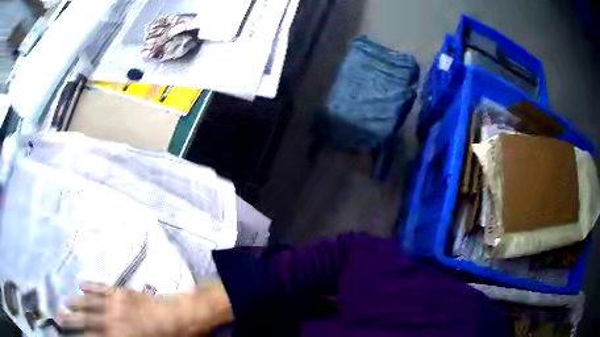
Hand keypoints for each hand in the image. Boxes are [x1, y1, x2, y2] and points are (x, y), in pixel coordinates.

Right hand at [59, 282, 232, 336]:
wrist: (180, 316)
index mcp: (118, 336)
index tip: (70, 336)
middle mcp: (111, 320)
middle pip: (86, 320)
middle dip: (70, 320)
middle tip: (57, 318)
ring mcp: (114, 303)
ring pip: (89, 303)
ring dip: (75, 303)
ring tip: (63, 304)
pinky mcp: (120, 291)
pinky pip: (101, 288)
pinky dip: (90, 286)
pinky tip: (80, 285)